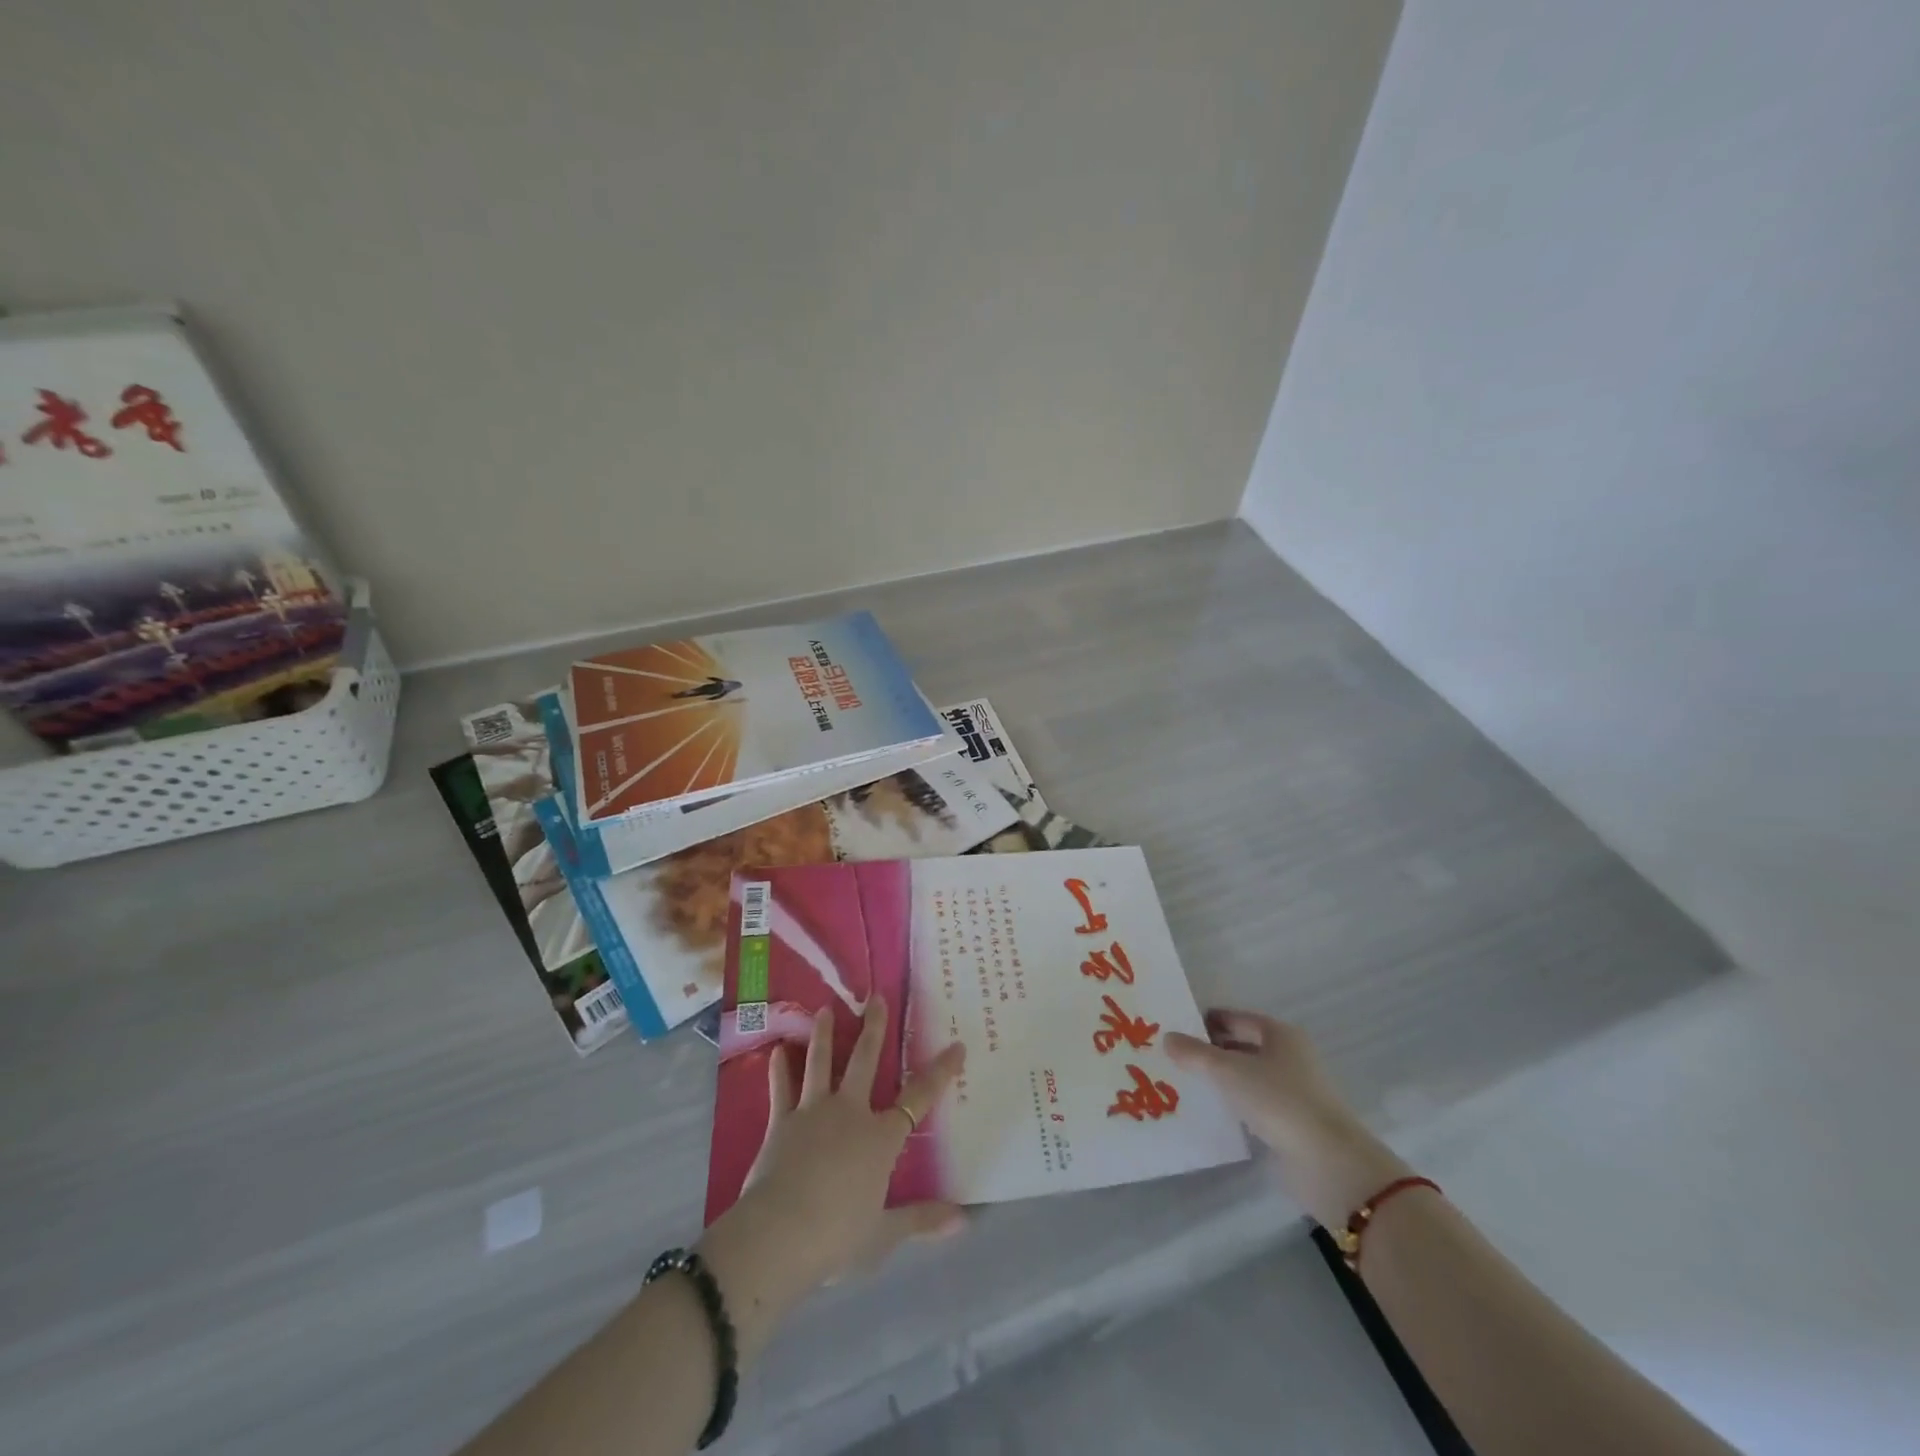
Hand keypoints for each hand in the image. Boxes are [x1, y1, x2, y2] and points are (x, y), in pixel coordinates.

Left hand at [698, 998, 965, 1355]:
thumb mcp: (885, 1234)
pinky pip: (781, 1089)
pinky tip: (777, 1050)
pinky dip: (779, 1070)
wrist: (779, 1236)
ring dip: (823, 1034)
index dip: (940, 1072)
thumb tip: (965, 1220)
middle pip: (865, 1061)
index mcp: (880, 1138)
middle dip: (874, 1028)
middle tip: (876, 997)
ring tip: (823, 1009)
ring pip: (821, 1063)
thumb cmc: (838, 1236)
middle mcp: (850, 1113)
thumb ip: (923, 1220)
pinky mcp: (781, 1122)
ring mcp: (813, 1112)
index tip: (957, 1045)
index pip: (919, 1099)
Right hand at [1167, 1009, 1408, 1227]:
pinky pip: (1253, 1104)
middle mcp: (1289, 1057)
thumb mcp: (1229, 1071)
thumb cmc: (1279, 1101)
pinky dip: (1233, 1104)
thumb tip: (1167, 1038)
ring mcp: (1292, 1091)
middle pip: (1242, 1046)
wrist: (1328, 1164)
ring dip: (1221, 1079)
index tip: (1176, 1028)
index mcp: (1280, 1035)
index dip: (1207, 1021)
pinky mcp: (1290, 1123)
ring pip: (1247, 1076)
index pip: (1236, 1019)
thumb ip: (1195, 1054)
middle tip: (1174, 1056)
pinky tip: (1210, 1111)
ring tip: (1184, 1082)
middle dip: (1211, 1050)